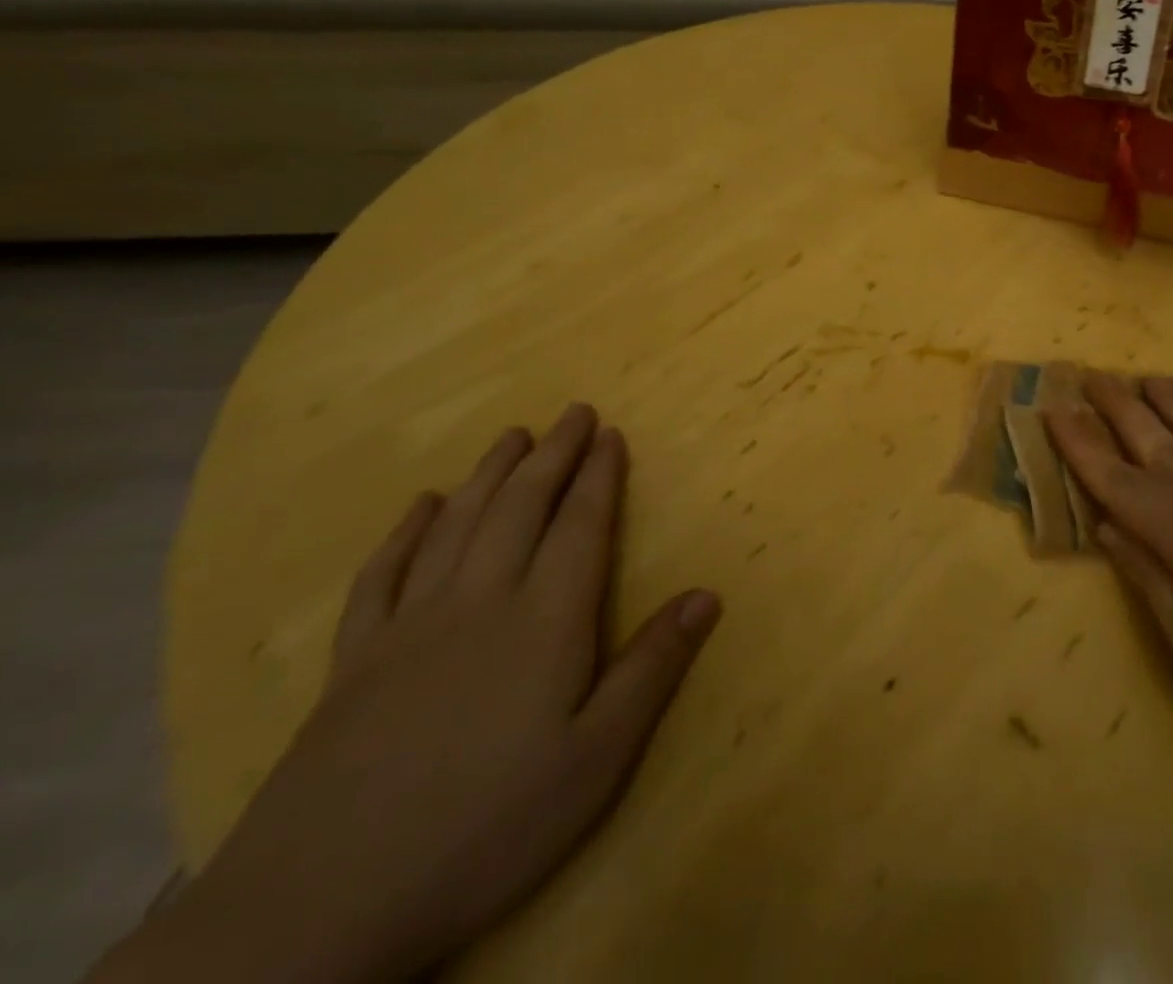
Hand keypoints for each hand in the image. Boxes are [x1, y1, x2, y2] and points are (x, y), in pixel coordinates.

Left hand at [115, 405, 720, 983]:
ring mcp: (409, 627)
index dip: (599, 475)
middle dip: (552, 455)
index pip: (580, 526)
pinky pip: (381, 575)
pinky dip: (404, 532)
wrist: (316, 909)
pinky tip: (418, 505)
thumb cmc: (485, 827)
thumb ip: (653, 669)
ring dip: (488, 474)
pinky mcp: (353, 661)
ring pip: (456, 525)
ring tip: (512, 436)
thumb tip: (708, 594)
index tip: (610, 433)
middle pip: (520, 508)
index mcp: (544, 621)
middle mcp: (479, 602)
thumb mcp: (596, 760)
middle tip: (572, 412)